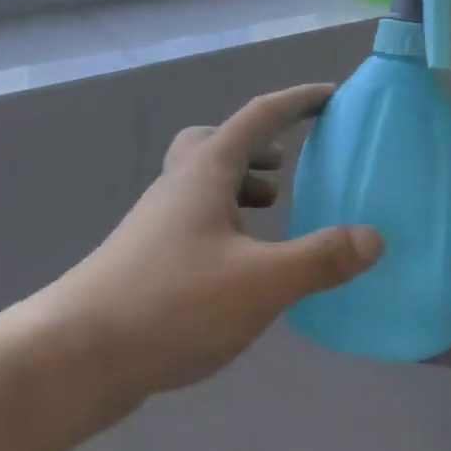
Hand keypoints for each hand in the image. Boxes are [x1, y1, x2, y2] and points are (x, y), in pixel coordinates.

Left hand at [42, 84, 383, 408]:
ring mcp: (156, 222)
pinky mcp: (146, 258)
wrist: (76, 354)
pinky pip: (194, 221)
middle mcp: (178, 187)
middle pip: (216, 142)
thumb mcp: (260, 283)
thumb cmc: (172, 303)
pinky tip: (240, 268)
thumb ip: (320, 258)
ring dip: (239, 187)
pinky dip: (224, 225)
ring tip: (273, 216)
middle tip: (287, 165)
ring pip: (202, 183)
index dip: (297, 101)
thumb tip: (374, 236)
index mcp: (205, 173)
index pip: (258, 118)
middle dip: (257, 145)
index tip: (330, 96)